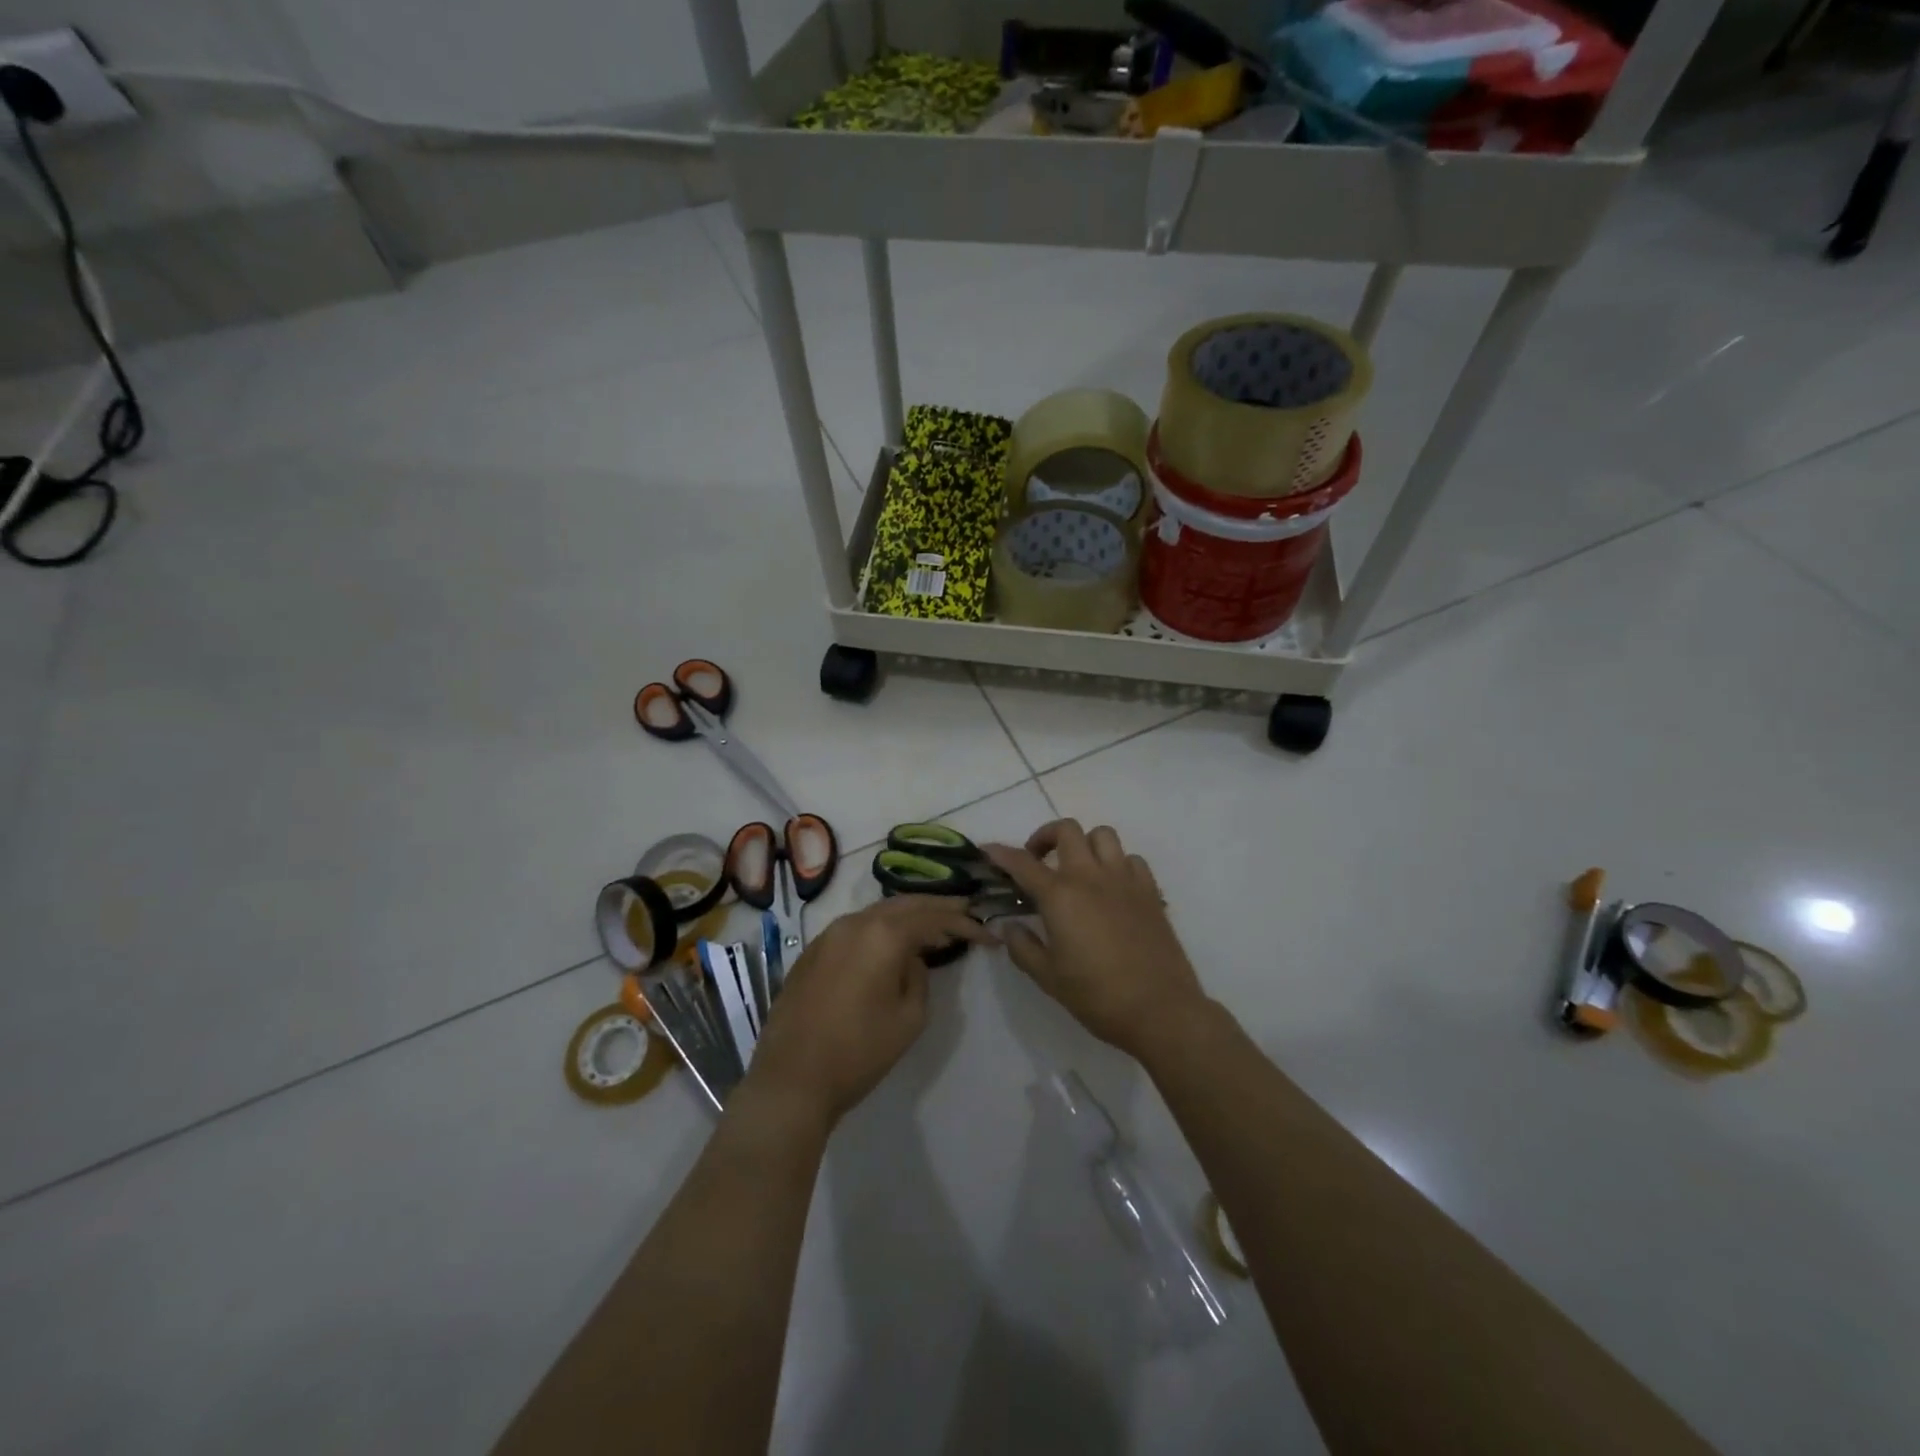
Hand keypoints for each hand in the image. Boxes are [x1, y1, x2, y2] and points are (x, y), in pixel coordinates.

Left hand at [744, 895, 996, 1128]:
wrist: (792, 1079)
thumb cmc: (859, 1051)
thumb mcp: (909, 1018)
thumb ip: (918, 977)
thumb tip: (910, 959)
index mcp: (882, 934)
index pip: (933, 917)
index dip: (963, 922)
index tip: (987, 934)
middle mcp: (854, 922)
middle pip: (905, 904)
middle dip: (937, 907)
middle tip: (965, 912)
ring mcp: (828, 934)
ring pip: (878, 912)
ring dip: (908, 917)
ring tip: (933, 928)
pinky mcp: (812, 951)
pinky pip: (856, 928)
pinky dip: (881, 929)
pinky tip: (891, 945)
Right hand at [984, 820, 1205, 1061]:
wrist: (1160, 1009)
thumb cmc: (1097, 996)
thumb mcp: (1048, 977)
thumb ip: (1023, 947)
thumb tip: (1011, 926)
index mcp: (1060, 895)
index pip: (1023, 863)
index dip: (1001, 854)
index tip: (988, 851)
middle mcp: (1090, 876)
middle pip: (1066, 830)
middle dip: (1045, 837)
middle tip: (1038, 861)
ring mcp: (1124, 879)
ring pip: (1102, 835)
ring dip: (1084, 844)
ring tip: (1077, 868)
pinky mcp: (1150, 891)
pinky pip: (1131, 859)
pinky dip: (1116, 863)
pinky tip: (1111, 887)